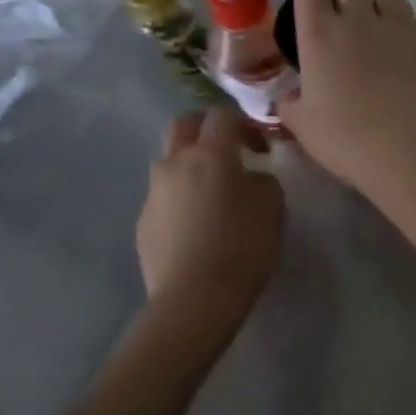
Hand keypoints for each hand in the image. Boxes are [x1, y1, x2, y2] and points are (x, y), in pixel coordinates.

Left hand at [137, 108, 283, 330]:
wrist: (194, 299)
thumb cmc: (242, 247)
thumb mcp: (272, 207)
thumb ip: (262, 181)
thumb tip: (249, 179)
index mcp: (210, 154)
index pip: (222, 115)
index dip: (243, 124)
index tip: (260, 147)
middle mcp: (175, 164)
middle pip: (183, 125)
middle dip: (205, 129)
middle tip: (227, 151)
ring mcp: (154, 193)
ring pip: (170, 162)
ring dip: (190, 165)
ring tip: (212, 194)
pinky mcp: (143, 221)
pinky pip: (164, 197)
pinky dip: (181, 199)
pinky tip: (197, 228)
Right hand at [279, 0, 415, 190]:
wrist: (403, 146)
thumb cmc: (343, 137)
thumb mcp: (302, 124)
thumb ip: (289, 104)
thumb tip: (284, 97)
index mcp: (318, 35)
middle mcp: (354, 20)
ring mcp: (391, 26)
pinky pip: (407, 12)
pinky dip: (398, 10)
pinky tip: (396, 23)